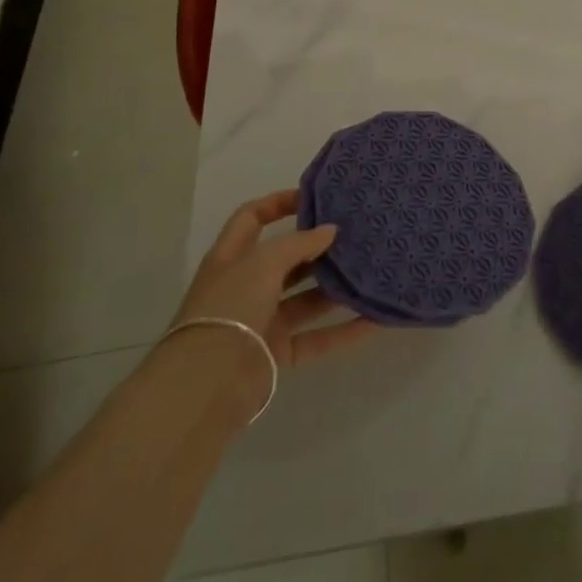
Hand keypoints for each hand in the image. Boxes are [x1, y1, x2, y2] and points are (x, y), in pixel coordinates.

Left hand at [173, 188, 374, 379]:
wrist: (207, 383)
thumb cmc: (231, 307)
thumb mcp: (263, 263)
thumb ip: (299, 243)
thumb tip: (330, 230)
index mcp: (232, 257)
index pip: (252, 218)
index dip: (279, 203)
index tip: (315, 198)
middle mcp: (246, 286)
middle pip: (285, 259)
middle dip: (317, 247)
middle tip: (354, 234)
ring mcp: (262, 320)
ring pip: (305, 298)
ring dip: (335, 287)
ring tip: (370, 270)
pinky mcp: (277, 353)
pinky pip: (317, 337)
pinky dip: (344, 330)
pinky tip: (374, 319)